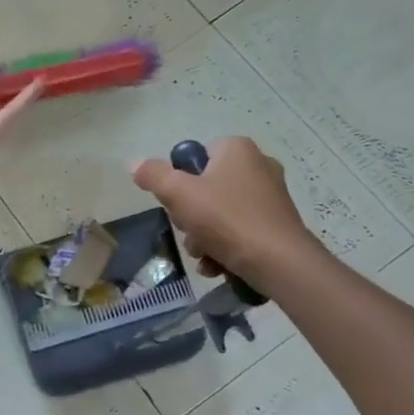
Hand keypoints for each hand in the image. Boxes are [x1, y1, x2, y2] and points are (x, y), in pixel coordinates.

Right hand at [131, 137, 317, 281]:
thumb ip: (153, 175)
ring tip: (204, 256)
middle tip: (190, 232)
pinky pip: (240, 230)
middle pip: (205, 188)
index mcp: (236, 149)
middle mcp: (258, 165)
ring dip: (204, 237)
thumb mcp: (178, 194)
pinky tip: (218, 266)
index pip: (195, 156)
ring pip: (220, 213)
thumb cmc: (226, 218)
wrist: (279, 262)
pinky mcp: (278, 224)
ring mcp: (271, 196)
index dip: (179, 181)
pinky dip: (225, 247)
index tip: (176, 204)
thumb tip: (134, 163)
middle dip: (190, 217)